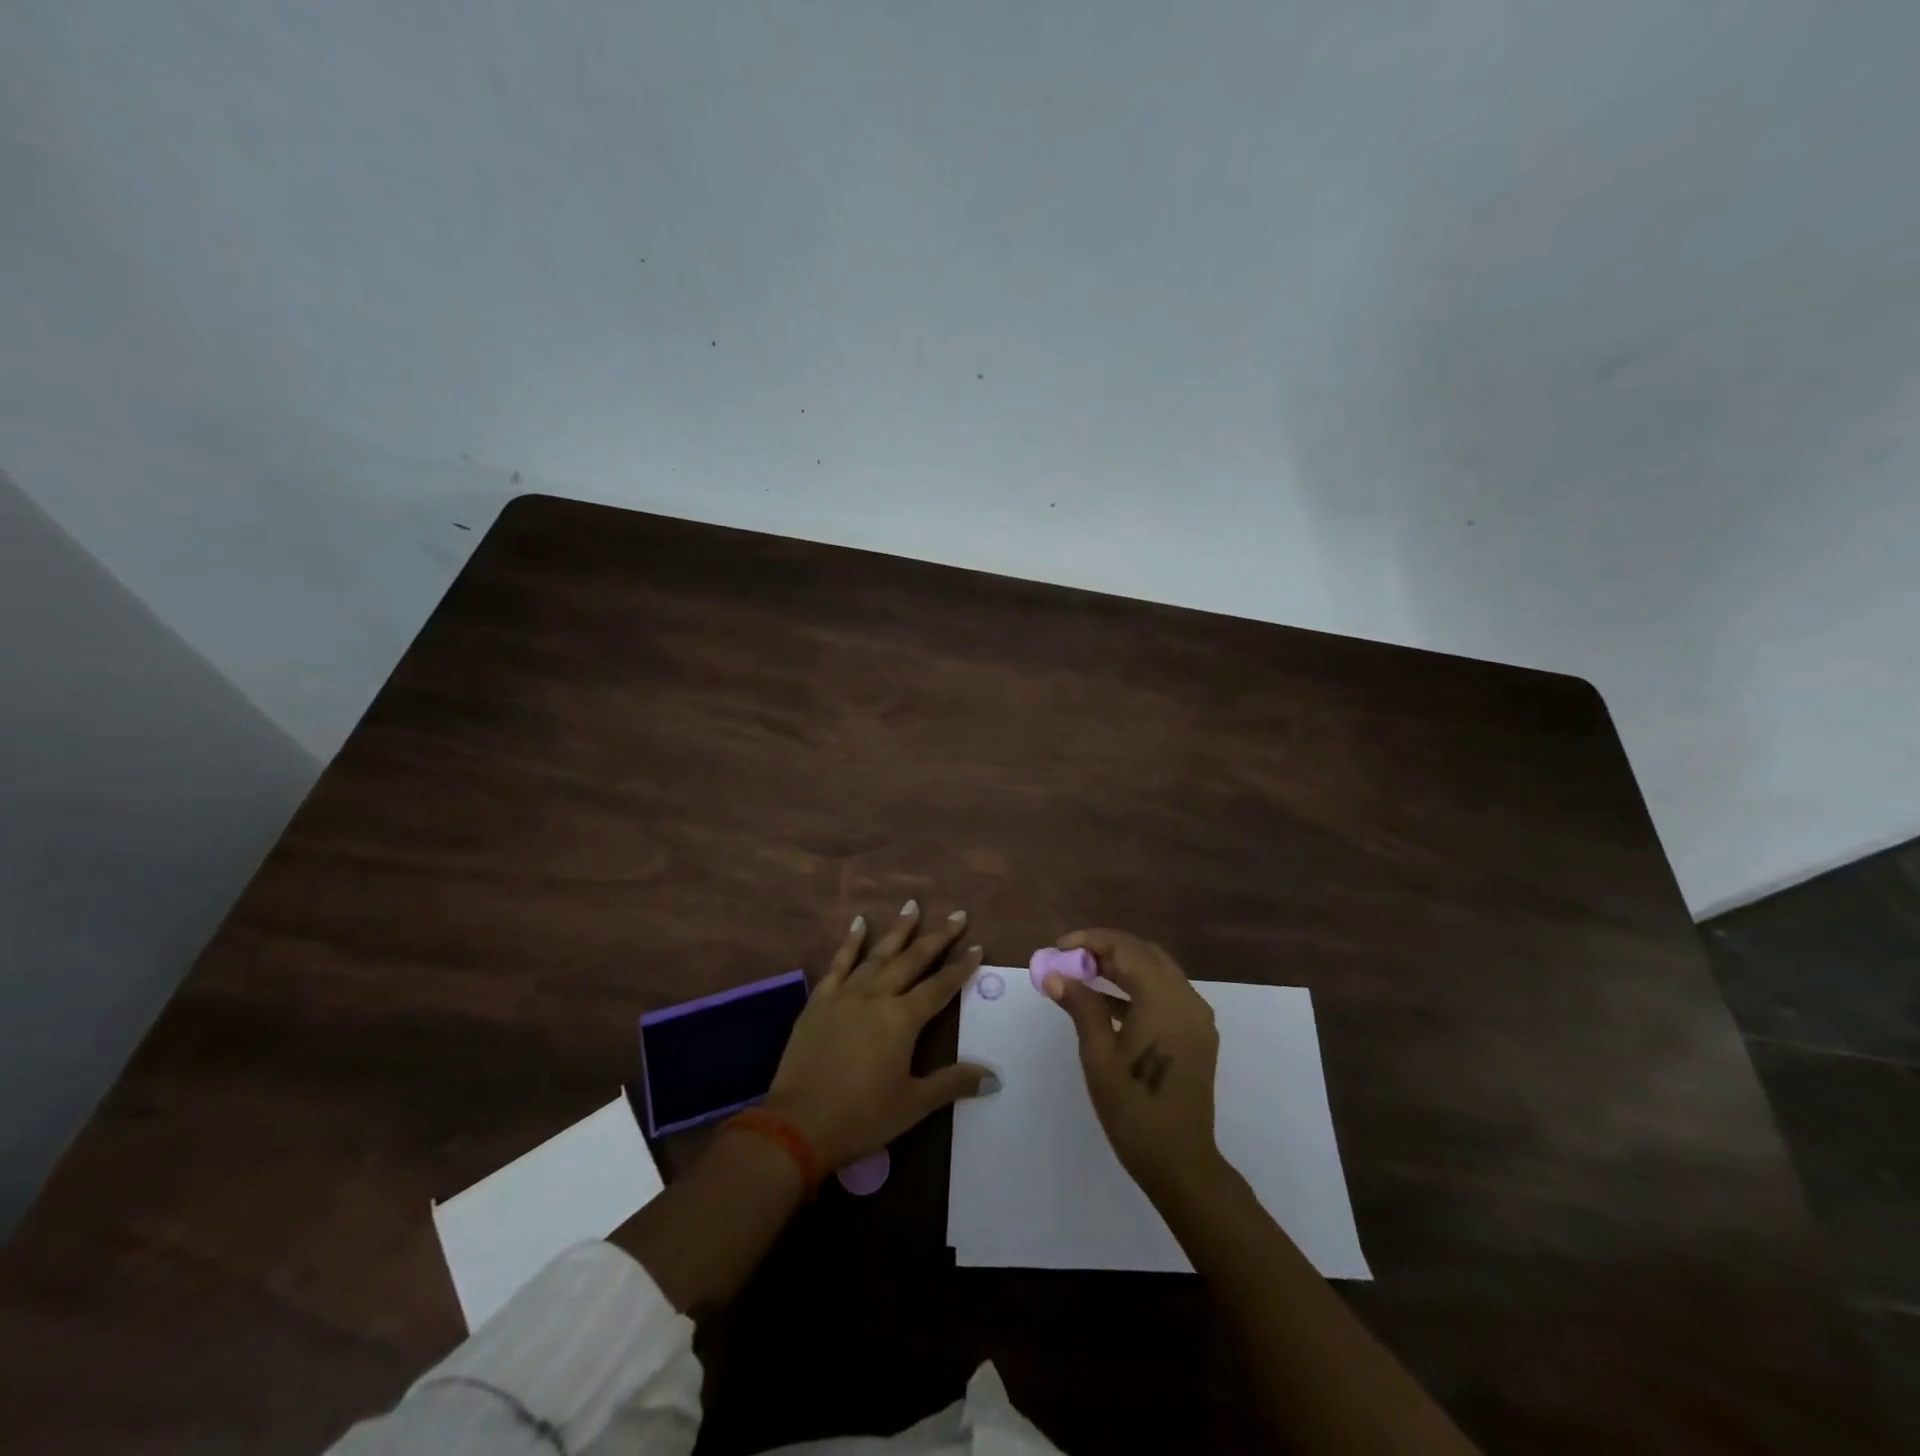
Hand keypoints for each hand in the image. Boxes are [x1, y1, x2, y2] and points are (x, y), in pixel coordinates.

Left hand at [765, 900, 996, 1169]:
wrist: (798, 1123)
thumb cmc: (862, 1116)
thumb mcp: (913, 1104)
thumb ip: (953, 1083)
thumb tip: (994, 1077)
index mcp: (903, 1019)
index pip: (940, 986)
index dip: (961, 967)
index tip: (977, 947)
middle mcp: (877, 995)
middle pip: (913, 960)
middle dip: (937, 937)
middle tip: (957, 915)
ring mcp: (846, 994)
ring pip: (878, 953)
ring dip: (898, 930)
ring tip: (912, 906)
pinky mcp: (820, 1000)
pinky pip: (839, 963)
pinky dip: (850, 941)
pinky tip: (858, 922)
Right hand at [1044, 928, 1221, 1198]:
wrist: (1179, 1161)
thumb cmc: (1133, 1107)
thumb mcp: (1098, 1053)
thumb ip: (1080, 1005)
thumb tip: (1055, 975)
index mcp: (1163, 998)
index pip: (1125, 948)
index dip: (1090, 941)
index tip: (1059, 948)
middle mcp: (1186, 999)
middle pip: (1144, 954)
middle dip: (1106, 950)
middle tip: (1071, 960)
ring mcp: (1196, 1017)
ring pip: (1157, 972)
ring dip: (1122, 968)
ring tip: (1083, 976)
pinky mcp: (1197, 1034)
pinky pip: (1166, 994)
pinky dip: (1138, 988)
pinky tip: (1108, 1003)